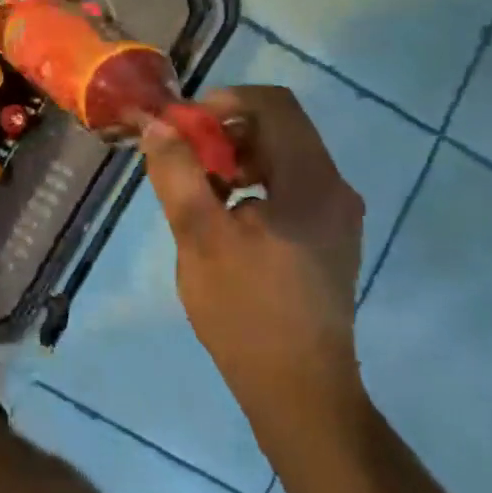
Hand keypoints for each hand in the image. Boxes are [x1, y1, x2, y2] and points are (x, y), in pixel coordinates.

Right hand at [140, 86, 366, 426]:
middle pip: (277, 128)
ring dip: (233, 158)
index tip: (183, 129)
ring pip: (280, 157)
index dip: (223, 101)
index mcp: (311, 181)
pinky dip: (249, 184)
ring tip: (196, 189)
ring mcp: (334, 215)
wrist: (299, 390)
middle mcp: (333, 188)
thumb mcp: (199, 235)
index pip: (273, 104)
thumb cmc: (246, 310)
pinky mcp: (325, 238)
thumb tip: (157, 123)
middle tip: (182, 160)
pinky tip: (221, 216)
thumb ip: (177, 172)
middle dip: (223, 132)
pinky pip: (286, 186)